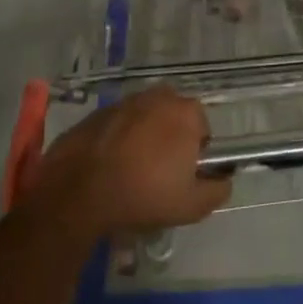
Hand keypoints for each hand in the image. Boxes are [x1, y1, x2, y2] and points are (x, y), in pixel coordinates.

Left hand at [23, 87, 230, 236]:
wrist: (78, 192)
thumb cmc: (143, 194)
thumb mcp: (192, 206)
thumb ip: (218, 190)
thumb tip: (224, 180)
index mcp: (186, 112)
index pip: (202, 130)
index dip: (194, 155)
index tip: (181, 177)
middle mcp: (159, 97)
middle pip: (173, 119)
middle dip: (169, 141)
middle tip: (157, 175)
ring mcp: (125, 101)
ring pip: (144, 120)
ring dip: (142, 139)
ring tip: (130, 172)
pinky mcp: (97, 112)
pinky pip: (117, 125)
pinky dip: (117, 140)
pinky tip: (108, 167)